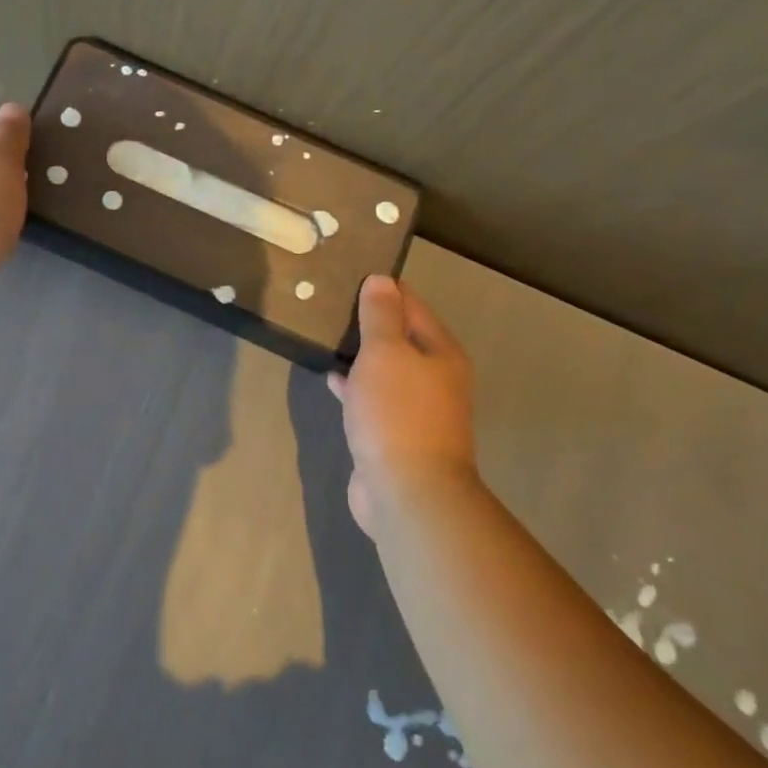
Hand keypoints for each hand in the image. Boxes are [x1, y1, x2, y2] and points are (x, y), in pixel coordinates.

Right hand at [327, 275, 478, 538]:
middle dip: (370, 322)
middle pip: (401, 338)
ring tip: (326, 335)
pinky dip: (355, 385)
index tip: (350, 274)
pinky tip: (332, 378)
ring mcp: (416, 410)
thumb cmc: (398, 413)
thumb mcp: (386, 352)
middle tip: (331, 303)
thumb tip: (381, 279)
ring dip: (361, 354)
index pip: (412, 306)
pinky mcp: (394, 436)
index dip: (384, 289)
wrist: (408, 493)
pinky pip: (372, 398)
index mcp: (441, 353)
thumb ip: (381, 315)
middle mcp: (435, 379)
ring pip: (385, 370)